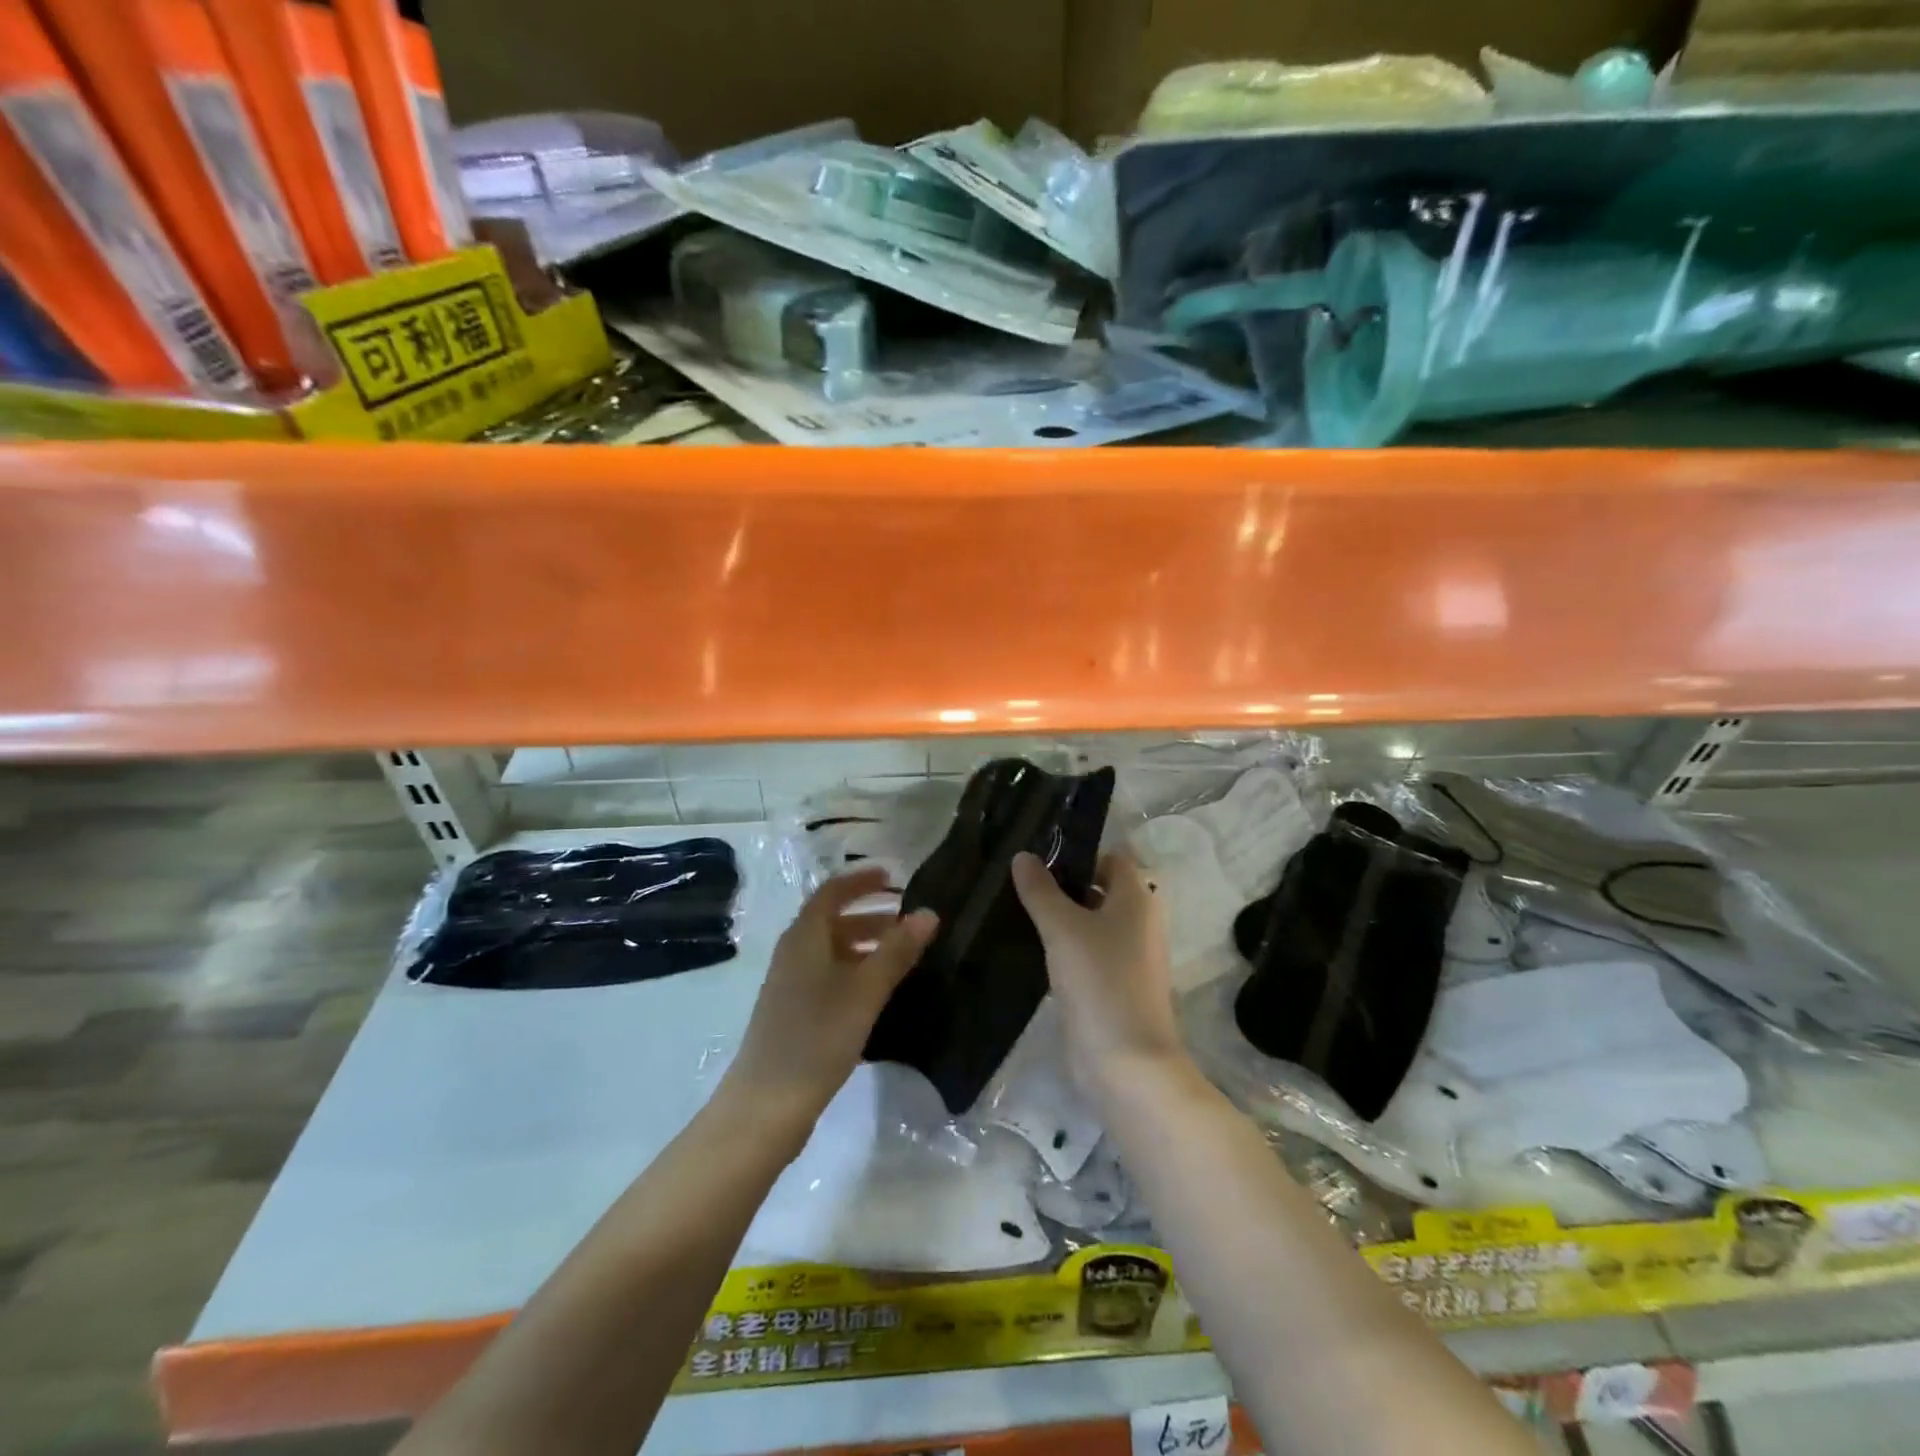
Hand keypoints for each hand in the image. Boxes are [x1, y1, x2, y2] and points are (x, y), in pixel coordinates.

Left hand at [722, 867, 937, 1139]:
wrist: (766, 1106)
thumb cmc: (816, 1037)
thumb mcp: (864, 991)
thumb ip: (897, 951)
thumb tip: (929, 913)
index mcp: (804, 937)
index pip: (832, 893)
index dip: (861, 881)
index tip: (893, 877)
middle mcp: (794, 954)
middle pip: (832, 921)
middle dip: (870, 915)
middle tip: (907, 920)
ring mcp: (790, 986)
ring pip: (831, 952)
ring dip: (864, 945)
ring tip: (901, 956)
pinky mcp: (793, 1014)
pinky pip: (828, 977)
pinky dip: (854, 972)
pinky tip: (878, 994)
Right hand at [1011, 850, 1188, 1102]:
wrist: (1126, 1063)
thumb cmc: (1100, 982)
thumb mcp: (1063, 928)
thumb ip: (1041, 891)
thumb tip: (1023, 856)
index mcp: (1137, 899)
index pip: (1110, 858)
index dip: (1078, 852)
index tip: (1037, 852)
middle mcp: (1139, 922)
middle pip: (1099, 889)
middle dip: (1062, 884)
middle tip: (1017, 879)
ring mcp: (1128, 957)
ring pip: (1090, 923)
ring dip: (1060, 917)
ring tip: (1015, 908)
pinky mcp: (1113, 986)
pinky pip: (1086, 953)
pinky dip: (1064, 947)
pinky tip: (1030, 948)